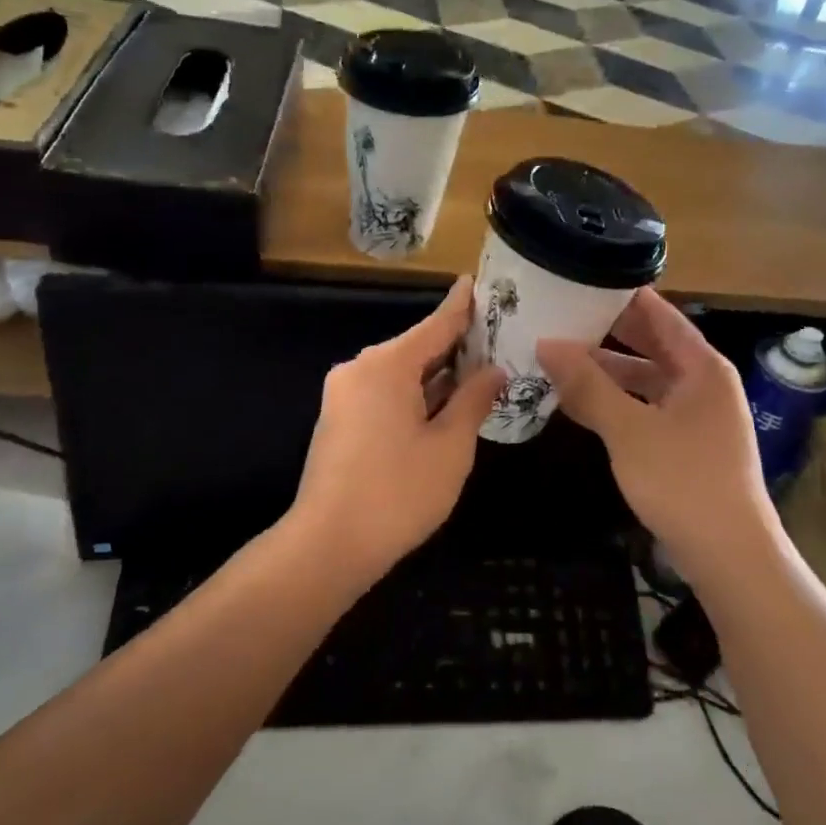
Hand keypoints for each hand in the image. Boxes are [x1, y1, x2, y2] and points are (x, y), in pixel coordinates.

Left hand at [289, 278, 503, 580]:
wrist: (328, 545)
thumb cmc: (398, 492)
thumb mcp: (450, 446)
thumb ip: (474, 399)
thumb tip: (494, 369)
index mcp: (387, 364)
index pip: (436, 323)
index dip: (462, 304)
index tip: (477, 280)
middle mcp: (361, 368)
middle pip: (417, 347)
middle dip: (456, 346)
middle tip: (497, 339)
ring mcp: (344, 394)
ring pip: (401, 373)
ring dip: (437, 375)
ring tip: (480, 372)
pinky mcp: (339, 419)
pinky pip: (384, 393)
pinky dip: (415, 395)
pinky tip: (444, 405)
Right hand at [539, 289, 781, 586]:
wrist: (730, 556)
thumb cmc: (683, 482)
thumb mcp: (629, 430)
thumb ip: (588, 385)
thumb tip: (546, 344)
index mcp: (701, 367)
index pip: (658, 313)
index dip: (620, 295)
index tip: (579, 279)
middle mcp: (702, 382)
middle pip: (650, 344)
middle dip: (605, 332)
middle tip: (558, 315)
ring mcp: (695, 414)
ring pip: (644, 379)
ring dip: (605, 371)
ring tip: (557, 357)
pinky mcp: (685, 443)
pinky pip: (644, 407)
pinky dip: (615, 402)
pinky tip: (577, 402)